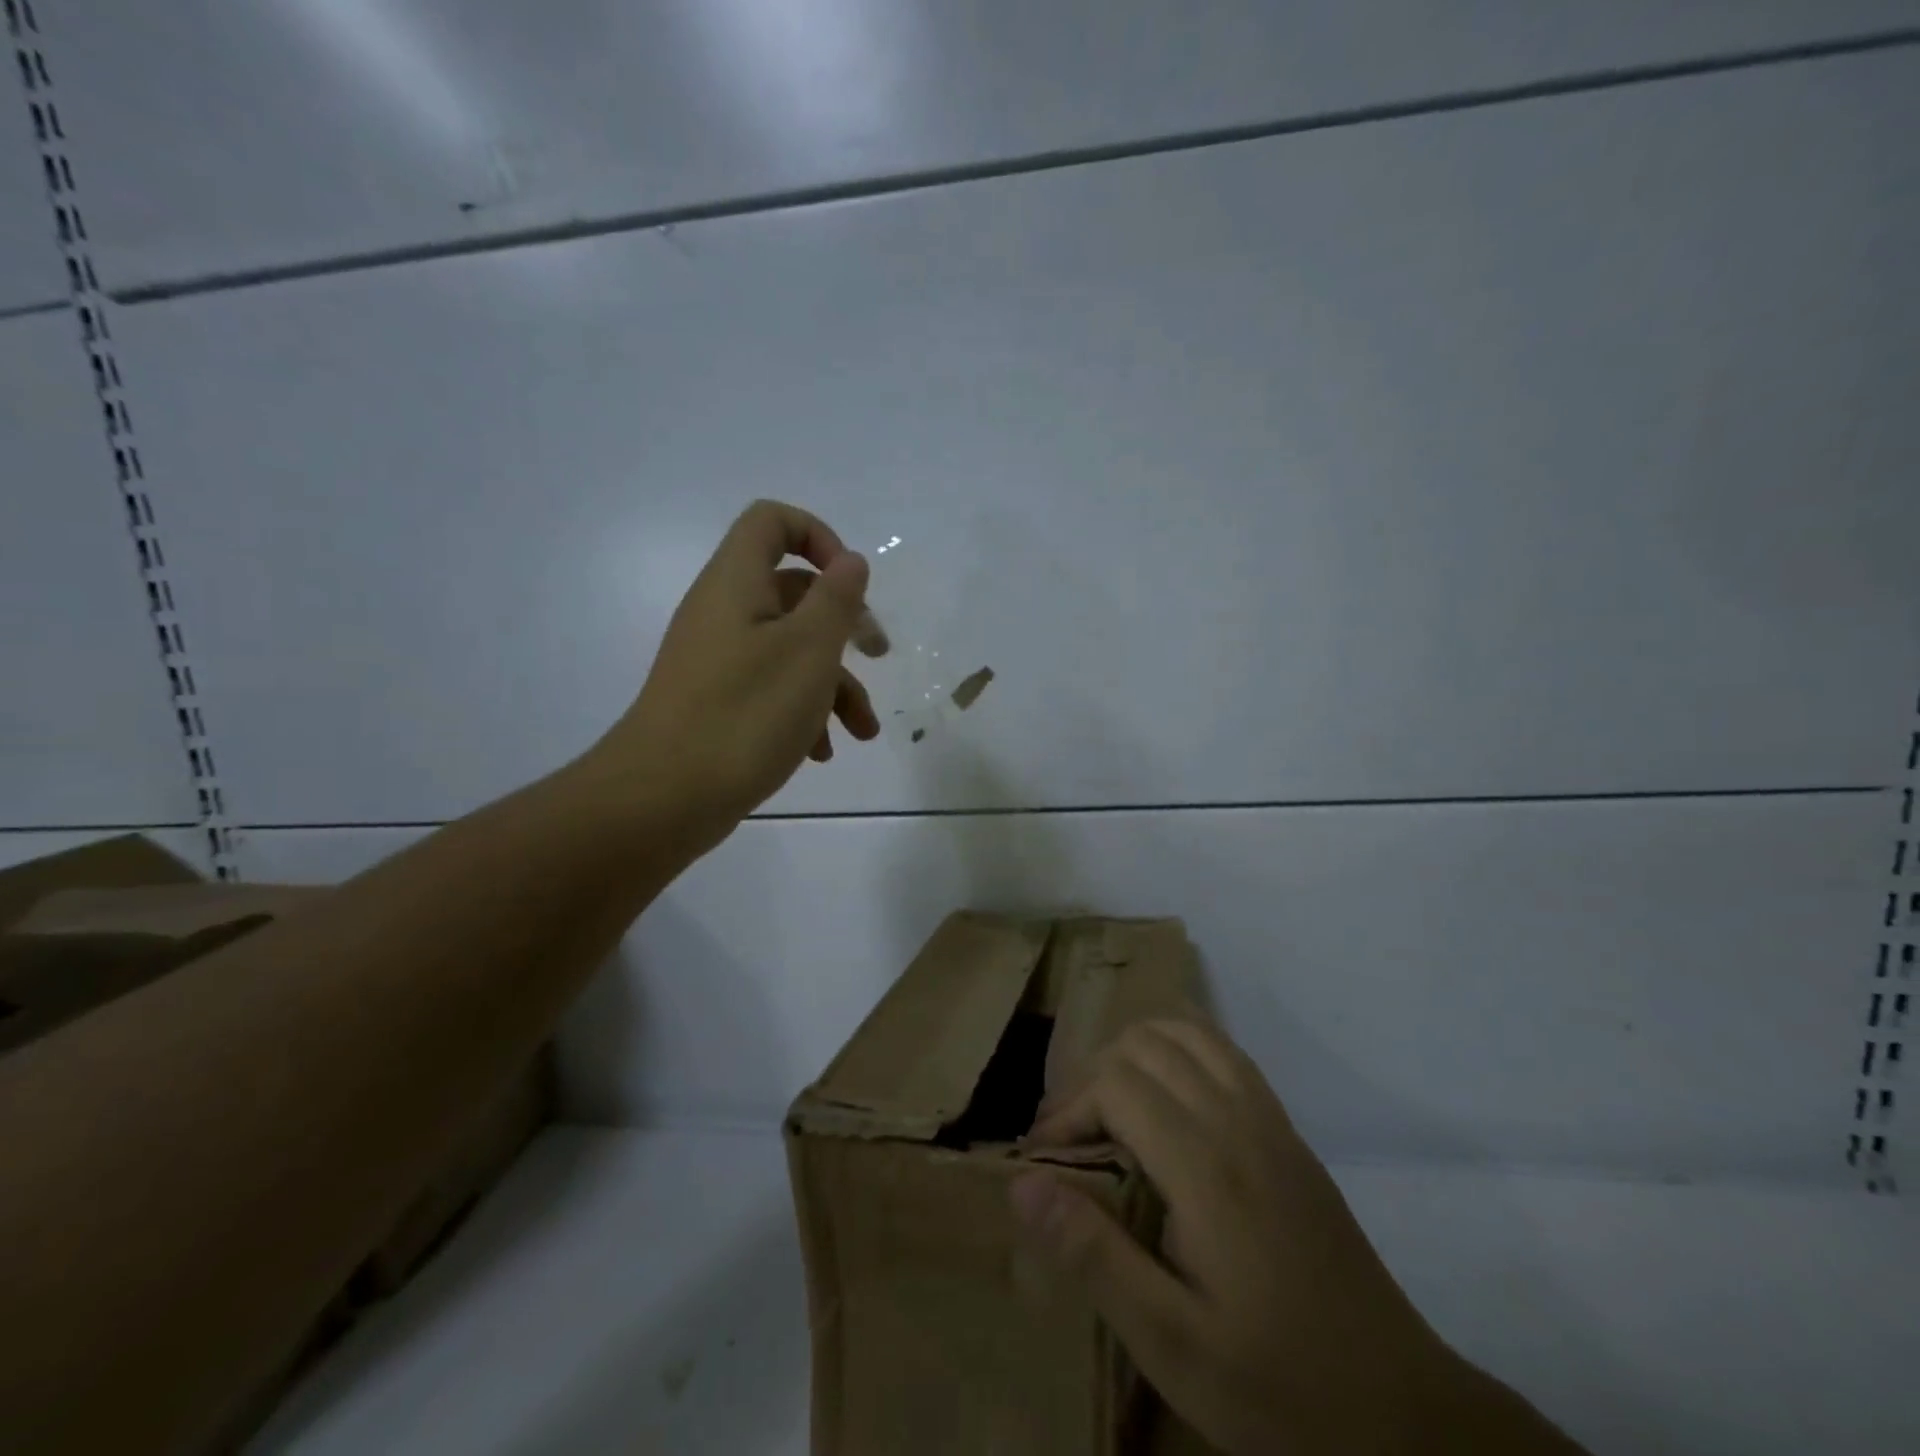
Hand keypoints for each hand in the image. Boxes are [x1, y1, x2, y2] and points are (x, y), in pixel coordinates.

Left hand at [590, 499, 880, 845]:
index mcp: (737, 583)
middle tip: (879, 655)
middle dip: (844, 625)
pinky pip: (769, 689)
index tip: (850, 584)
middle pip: (793, 592)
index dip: (818, 537)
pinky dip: (802, 712)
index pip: (772, 521)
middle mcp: (723, 612)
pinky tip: (821, 753)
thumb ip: (836, 600)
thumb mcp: (809, 651)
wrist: (664, 798)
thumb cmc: (746, 714)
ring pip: (789, 650)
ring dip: (834, 684)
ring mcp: (717, 660)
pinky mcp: (717, 702)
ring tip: (863, 732)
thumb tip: (850, 561)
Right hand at [1012, 1020, 1584, 1455]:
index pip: (1115, 1083)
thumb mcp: (1171, 1344)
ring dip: (1135, 1052)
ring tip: (1109, 1107)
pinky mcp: (1288, 1132)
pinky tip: (1166, 1098)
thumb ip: (1093, 1254)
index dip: (1067, 1109)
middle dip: (1092, 1076)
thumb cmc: (1276, 1385)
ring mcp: (1269, 1119)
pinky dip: (1180, 1048)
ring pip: (1187, 1032)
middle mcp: (1237, 1121)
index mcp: (1205, 1165)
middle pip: (1144, 1044)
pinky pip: (1224, 1052)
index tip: (1044, 1159)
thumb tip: (1022, 1184)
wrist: (1402, 1413)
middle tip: (1070, 1137)